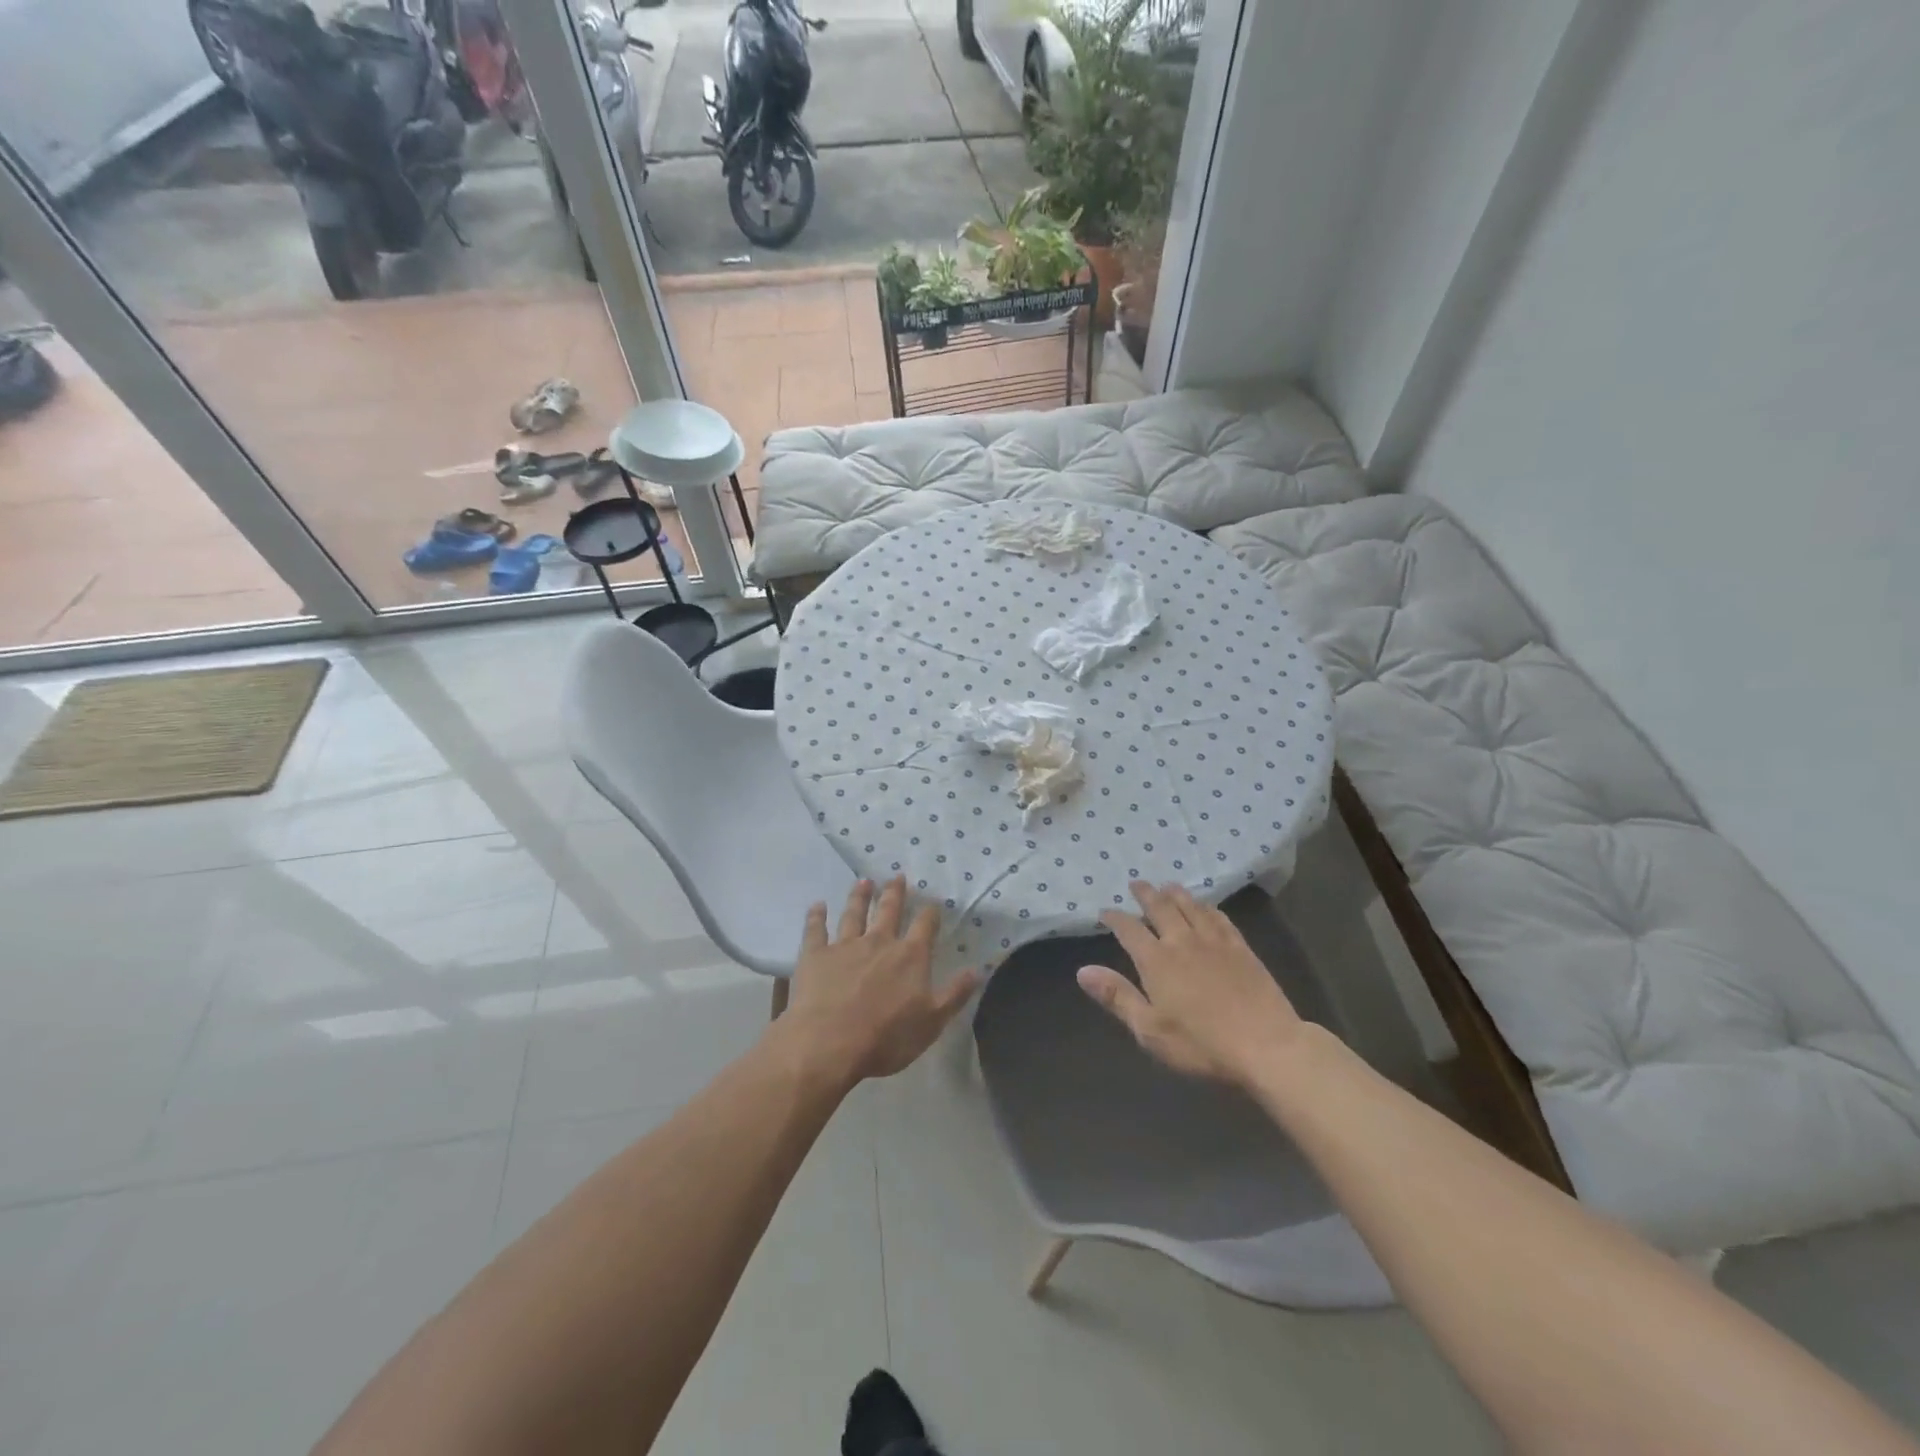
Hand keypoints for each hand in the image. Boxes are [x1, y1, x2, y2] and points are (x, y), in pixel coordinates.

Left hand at [779, 878, 979, 1085]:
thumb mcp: (932, 1022)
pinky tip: (817, 905)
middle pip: (888, 911)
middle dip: (894, 893)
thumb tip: (978, 969)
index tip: (933, 903)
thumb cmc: (886, 1038)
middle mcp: (879, 942)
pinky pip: (815, 930)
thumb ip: (955, 994)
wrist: (829, 1044)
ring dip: (859, 896)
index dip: (930, 913)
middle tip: (897, 877)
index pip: (924, 926)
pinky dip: (816, 916)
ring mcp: (845, 946)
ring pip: (854, 913)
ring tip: (863, 882)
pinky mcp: (815, 955)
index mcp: (910, 956)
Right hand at [1077, 881, 1304, 1086]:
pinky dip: (1207, 908)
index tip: (1105, 911)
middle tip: (1136, 883)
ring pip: (1190, 907)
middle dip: (1145, 895)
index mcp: (1156, 961)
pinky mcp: (1241, 948)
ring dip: (1175, 894)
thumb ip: (1117, 997)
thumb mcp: (1150, 1030)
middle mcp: (1182, 941)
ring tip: (1167, 886)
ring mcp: (1215, 942)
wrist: (1267, 1046)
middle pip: (1160, 908)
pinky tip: (1206, 907)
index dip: (1114, 918)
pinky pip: (1220, 918)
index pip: (1128, 929)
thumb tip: (1082, 970)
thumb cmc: (1201, 1044)